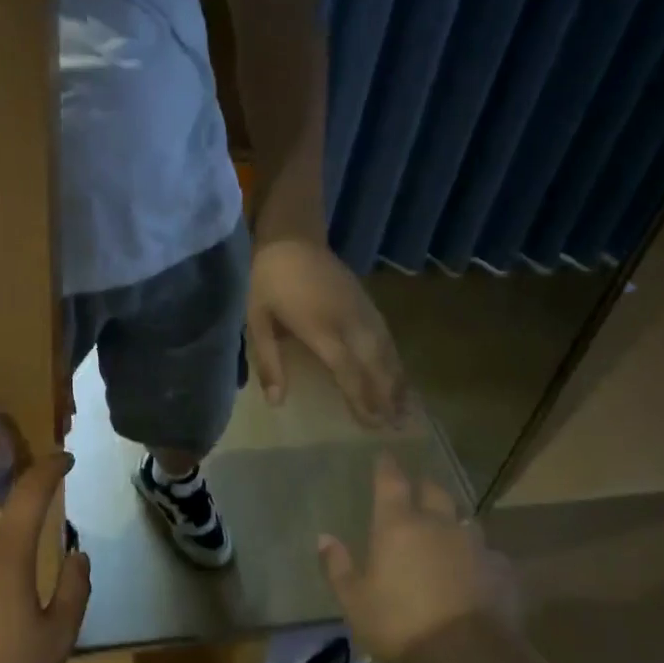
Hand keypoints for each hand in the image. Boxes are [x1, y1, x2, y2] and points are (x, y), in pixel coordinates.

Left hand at [247, 235, 406, 425]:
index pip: (348, 371)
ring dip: (396, 378)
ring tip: (406, 407)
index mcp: (321, 329)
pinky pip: (386, 333)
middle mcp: (349, 321)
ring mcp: (361, 309)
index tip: (373, 424)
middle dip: (387, 395)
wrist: (291, 237)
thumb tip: (276, 402)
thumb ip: (269, 363)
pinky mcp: (366, 299)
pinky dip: (394, 356)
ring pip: (386, 349)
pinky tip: (397, 370)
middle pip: (375, 364)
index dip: (361, 398)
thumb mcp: (257, 321)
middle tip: (398, 425)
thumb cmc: (267, 280)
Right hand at [317, 453, 531, 662]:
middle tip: (417, 491)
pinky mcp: (501, 570)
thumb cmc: (402, 625)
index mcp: (398, 526)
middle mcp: (438, 524)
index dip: (387, 466)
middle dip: (424, 487)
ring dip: (454, 522)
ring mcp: (474, 545)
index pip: (391, 482)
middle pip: (434, 491)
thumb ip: (339, 567)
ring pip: (464, 520)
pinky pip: (488, 555)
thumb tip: (324, 537)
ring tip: (448, 533)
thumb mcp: (355, 602)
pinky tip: (477, 573)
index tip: (385, 454)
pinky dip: (479, 558)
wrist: (472, 658)